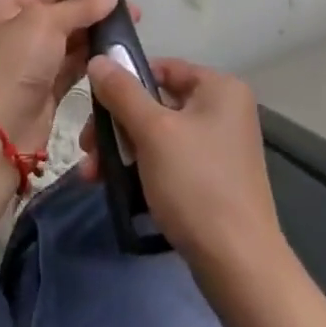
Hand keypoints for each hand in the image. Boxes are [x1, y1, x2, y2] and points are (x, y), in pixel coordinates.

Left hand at [0, 0, 125, 152]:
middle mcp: (10, 34)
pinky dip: (88, 63)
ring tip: (127, 35)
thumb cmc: (15, 63)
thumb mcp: (46, 22)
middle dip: (90, 16)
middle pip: (57, 18)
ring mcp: (25, 65)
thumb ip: (80, 7)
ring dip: (92, 40)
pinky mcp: (41, 92)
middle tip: (131, 16)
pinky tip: (114, 57)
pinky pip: (69, 69)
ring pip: (65, 45)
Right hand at [80, 57, 285, 278]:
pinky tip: (114, 186)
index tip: (93, 105)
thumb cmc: (196, 184)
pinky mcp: (213, 180)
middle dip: (116, 125)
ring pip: (159, 135)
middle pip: (156, 103)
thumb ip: (122, 92)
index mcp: (220, 88)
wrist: (238, 266)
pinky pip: (170, 161)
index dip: (125, 81)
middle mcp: (224, 110)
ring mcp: (220, 147)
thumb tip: (98, 59)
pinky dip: (142, 168)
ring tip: (92, 175)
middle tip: (87, 148)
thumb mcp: (153, 132)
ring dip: (122, 150)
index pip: (162, 68)